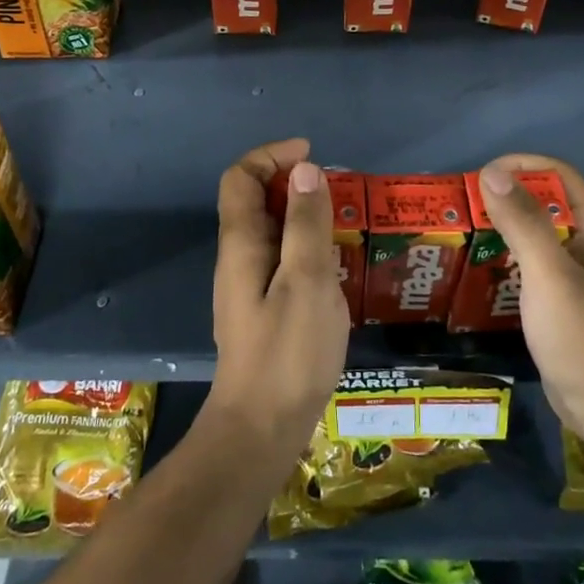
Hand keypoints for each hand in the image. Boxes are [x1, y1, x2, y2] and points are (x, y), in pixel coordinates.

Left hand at [205, 137, 350, 459]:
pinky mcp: (264, 306)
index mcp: (241, 242)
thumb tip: (304, 169)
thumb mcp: (307, 280)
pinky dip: (307, 245)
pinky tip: (337, 266)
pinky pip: (282, 257)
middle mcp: (238, 256)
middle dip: (293, 183)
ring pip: (272, 229)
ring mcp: (249, 283)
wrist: (262, 427)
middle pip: (255, 199)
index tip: (312, 156)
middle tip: (338, 191)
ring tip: (345, 223)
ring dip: (303, 215)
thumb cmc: (288, 352)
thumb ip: (305, 223)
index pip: (241, 177)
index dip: (272, 156)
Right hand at [476, 154, 583, 439]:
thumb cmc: (582, 336)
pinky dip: (499, 261)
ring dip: (497, 229)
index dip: (524, 165)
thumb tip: (491, 172)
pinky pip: (523, 267)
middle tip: (461, 206)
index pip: (559, 175)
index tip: (483, 175)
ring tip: (458, 234)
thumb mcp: (550, 274)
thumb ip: (523, 223)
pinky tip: (472, 273)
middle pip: (541, 203)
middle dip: (503, 197)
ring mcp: (567, 276)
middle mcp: (580, 246)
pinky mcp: (553, 302)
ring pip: (529, 236)